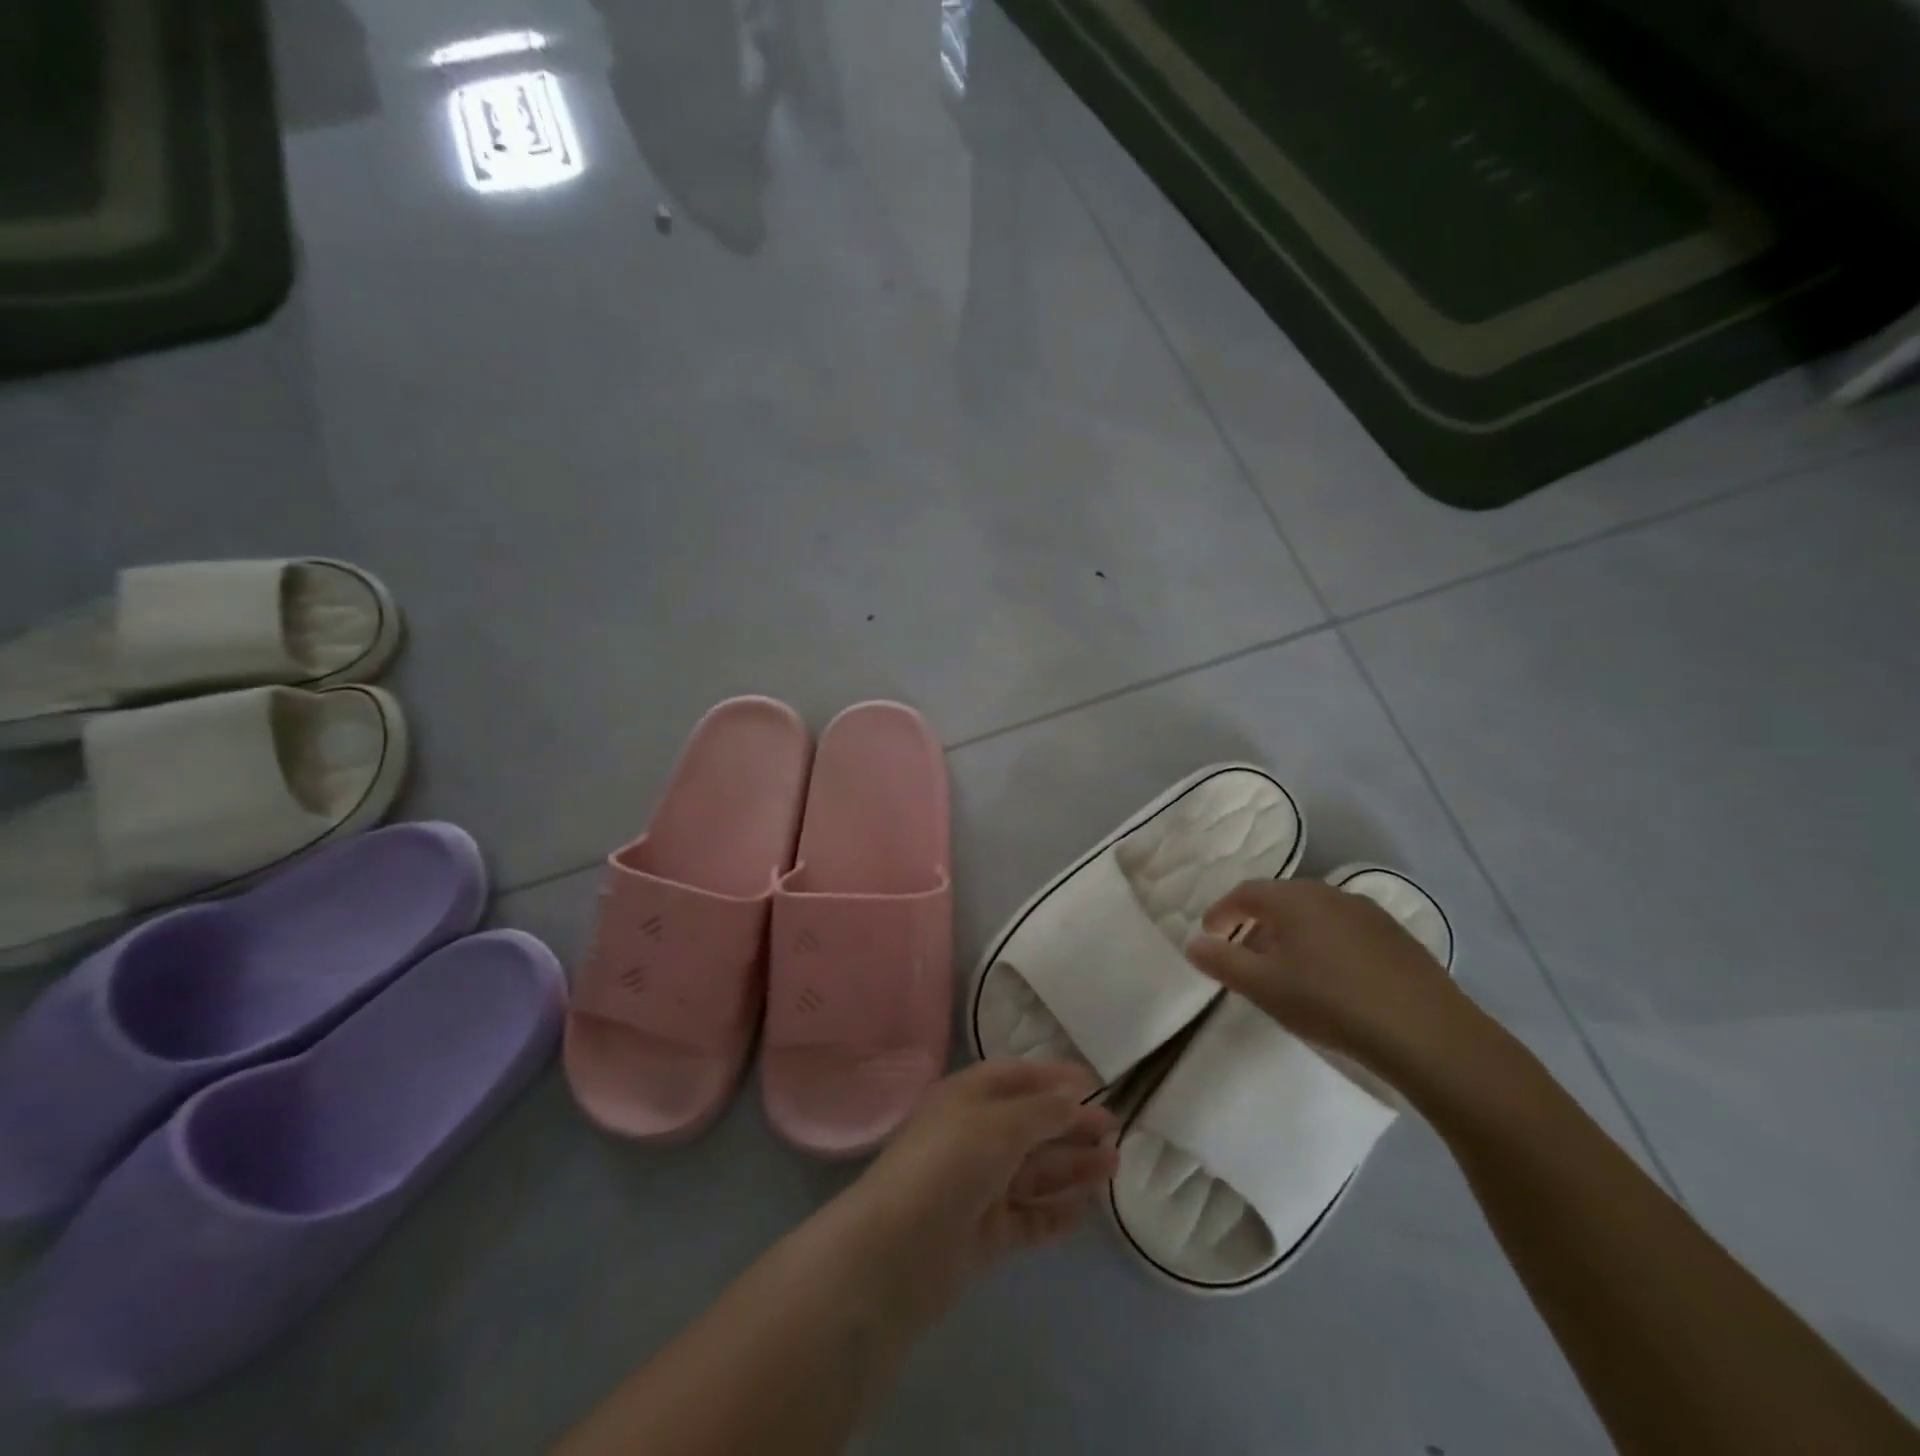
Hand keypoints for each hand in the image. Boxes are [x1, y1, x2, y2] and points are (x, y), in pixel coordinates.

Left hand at [848, 1061, 1118, 1319]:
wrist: (899, 1249)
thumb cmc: (950, 1163)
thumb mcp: (1000, 1123)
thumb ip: (1044, 1111)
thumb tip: (1076, 1100)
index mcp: (967, 1097)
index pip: (1017, 1077)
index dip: (1055, 1078)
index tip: (1097, 1085)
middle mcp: (974, 1137)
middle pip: (1030, 1126)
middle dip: (1071, 1125)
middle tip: (1115, 1130)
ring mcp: (979, 1187)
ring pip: (1034, 1172)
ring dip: (1072, 1167)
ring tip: (1114, 1165)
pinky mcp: (985, 1233)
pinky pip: (1028, 1218)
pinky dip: (1055, 1213)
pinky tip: (1085, 1209)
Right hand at [1185, 878, 1492, 1090]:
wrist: (1427, 1033)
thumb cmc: (1330, 1002)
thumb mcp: (1264, 987)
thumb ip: (1222, 962)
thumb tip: (1193, 943)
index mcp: (1292, 899)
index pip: (1244, 893)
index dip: (1221, 912)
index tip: (1209, 934)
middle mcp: (1327, 893)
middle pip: (1279, 899)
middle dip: (1256, 922)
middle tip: (1245, 953)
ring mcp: (1366, 911)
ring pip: (1314, 913)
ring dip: (1291, 932)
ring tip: (1287, 967)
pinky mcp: (1396, 935)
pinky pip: (1344, 928)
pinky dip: (1324, 942)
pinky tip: (1332, 976)